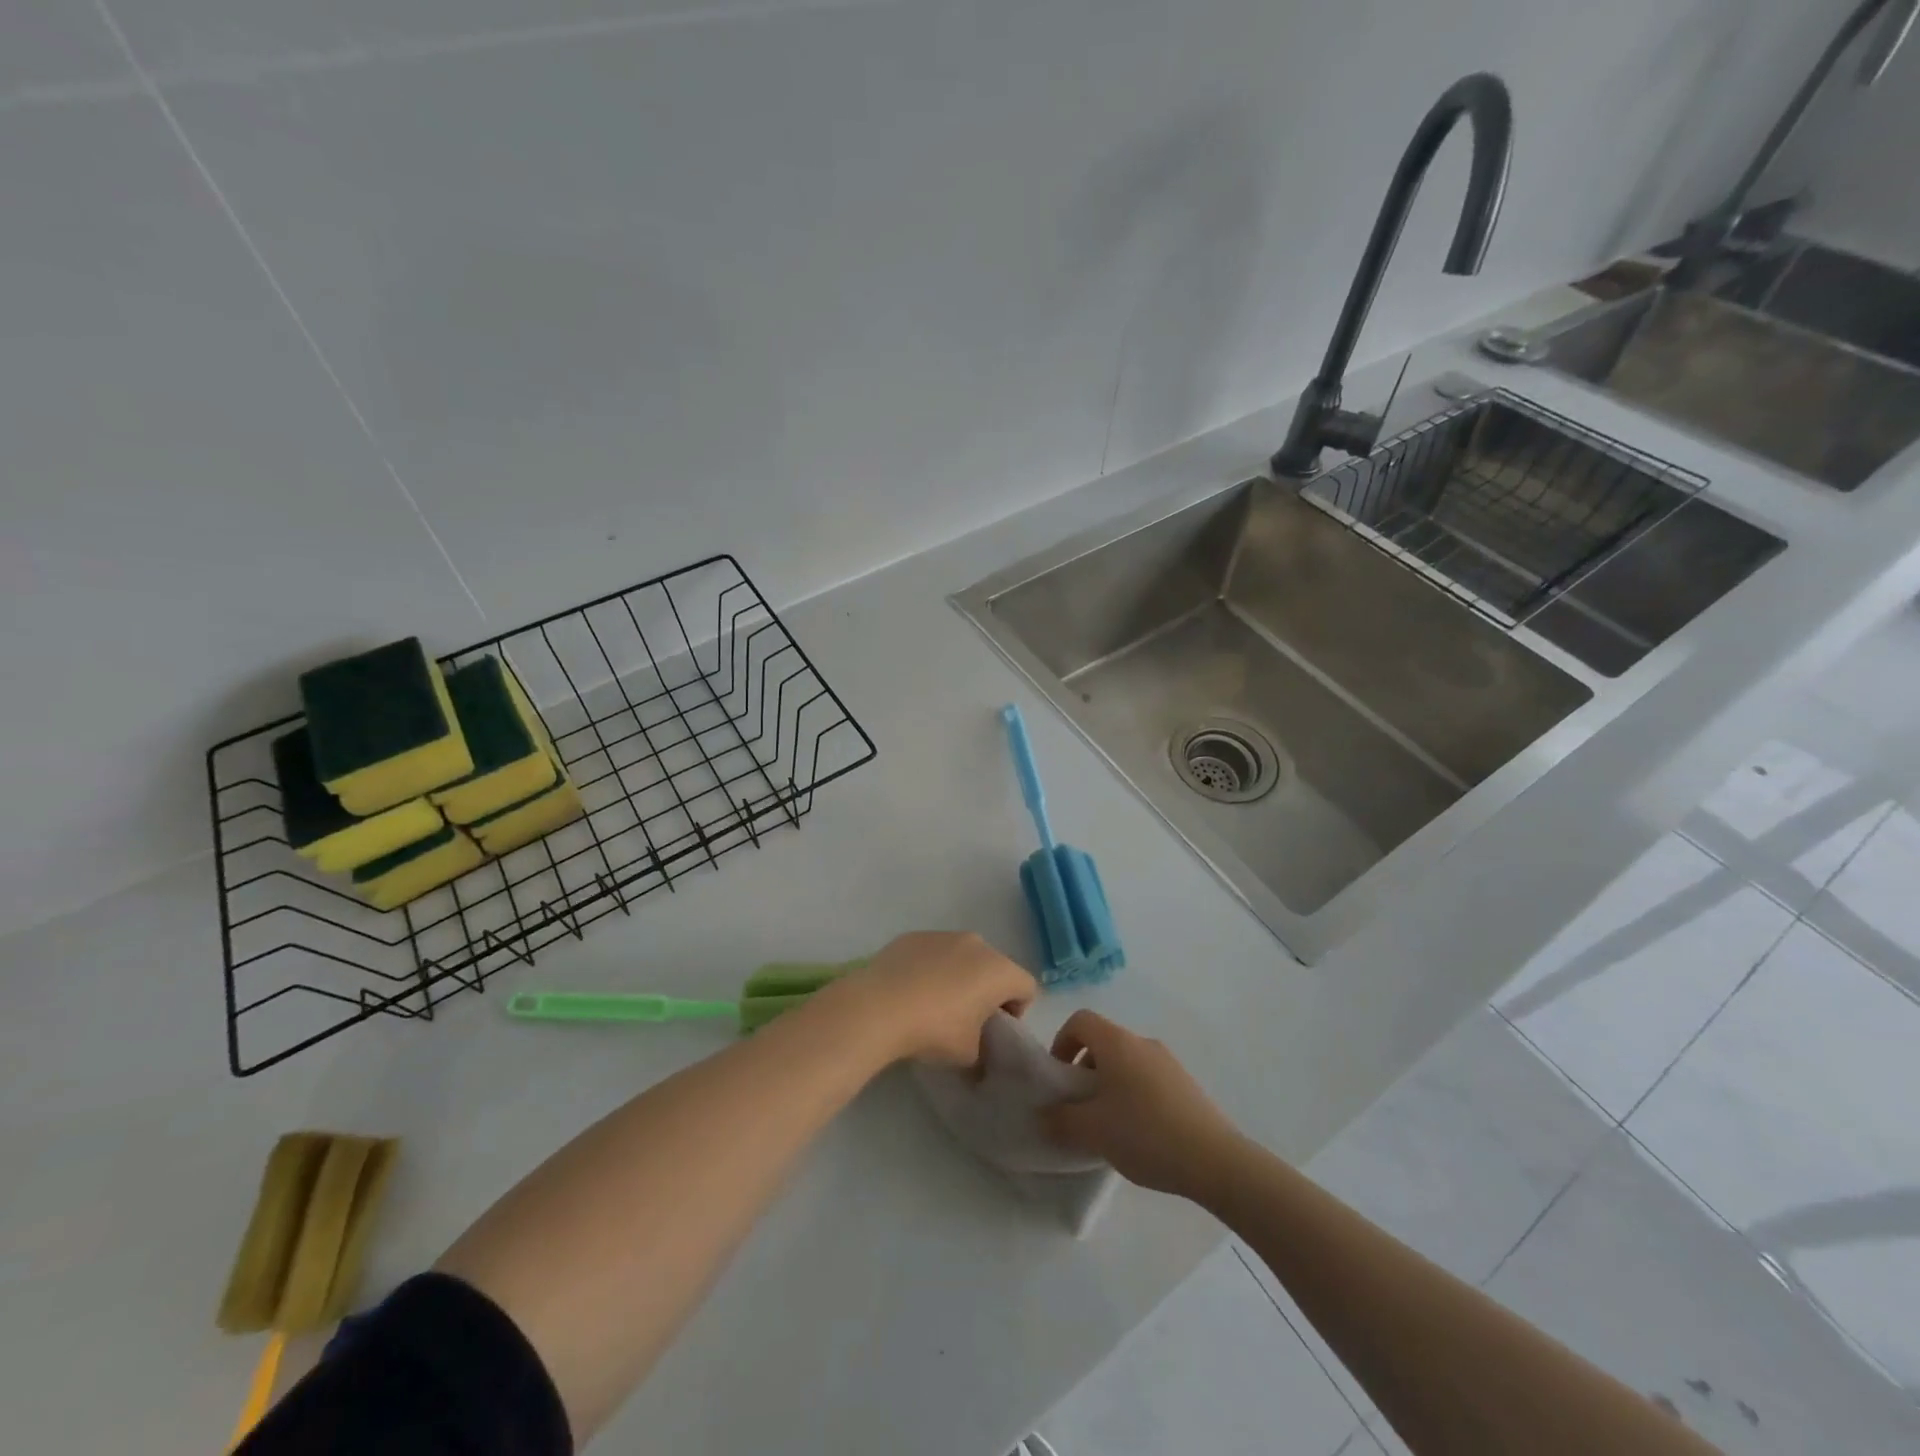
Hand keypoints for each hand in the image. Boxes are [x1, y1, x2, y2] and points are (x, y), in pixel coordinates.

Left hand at [822, 932, 1037, 1067]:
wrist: (878, 1006)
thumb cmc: (934, 1030)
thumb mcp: (968, 1055)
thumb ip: (984, 1051)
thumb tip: (979, 1055)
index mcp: (999, 970)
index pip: (1026, 987)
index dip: (1017, 1011)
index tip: (995, 1031)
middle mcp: (977, 944)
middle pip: (995, 968)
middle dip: (987, 991)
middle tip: (967, 1020)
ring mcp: (943, 935)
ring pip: (963, 956)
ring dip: (959, 976)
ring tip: (935, 1004)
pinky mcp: (914, 936)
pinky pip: (934, 953)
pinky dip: (931, 968)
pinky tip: (911, 991)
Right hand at [1042, 1010, 1244, 1201]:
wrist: (1215, 1160)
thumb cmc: (1145, 1134)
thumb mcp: (1093, 1131)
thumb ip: (1060, 1119)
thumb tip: (1043, 1114)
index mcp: (1117, 1043)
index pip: (1080, 1021)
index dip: (1062, 1042)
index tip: (1059, 1078)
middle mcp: (1142, 1042)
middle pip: (1103, 1042)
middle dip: (1084, 1069)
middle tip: (1080, 1107)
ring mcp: (1168, 1062)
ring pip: (1126, 1062)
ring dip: (1109, 1084)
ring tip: (1108, 1126)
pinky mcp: (1185, 1084)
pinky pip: (1147, 1078)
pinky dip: (1133, 1095)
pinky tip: (1139, 1134)